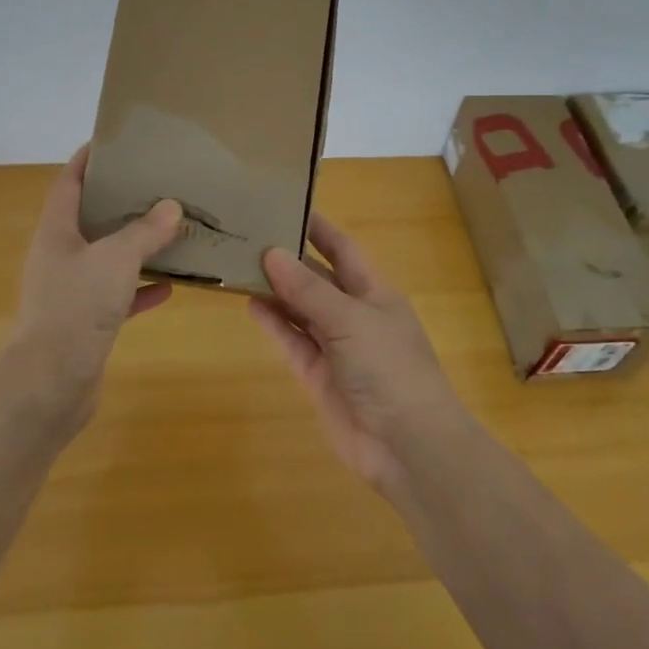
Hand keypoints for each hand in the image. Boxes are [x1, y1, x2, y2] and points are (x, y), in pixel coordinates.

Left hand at [6, 145, 182, 423]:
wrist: (51, 382)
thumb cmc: (77, 307)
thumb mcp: (116, 259)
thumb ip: (144, 232)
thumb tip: (170, 206)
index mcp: (56, 231)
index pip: (68, 183)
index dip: (86, 160)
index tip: (111, 142)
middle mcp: (59, 256)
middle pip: (88, 219)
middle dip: (117, 202)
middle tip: (152, 183)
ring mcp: (70, 291)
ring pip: (105, 257)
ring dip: (133, 246)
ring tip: (167, 228)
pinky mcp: (84, 322)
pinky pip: (116, 295)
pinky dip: (139, 288)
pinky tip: (169, 287)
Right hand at [249, 213, 465, 493]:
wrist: (407, 444)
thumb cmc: (389, 367)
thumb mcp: (350, 319)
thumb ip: (308, 289)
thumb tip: (272, 252)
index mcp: (375, 292)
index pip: (343, 250)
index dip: (319, 228)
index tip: (288, 204)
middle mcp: (355, 314)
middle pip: (318, 278)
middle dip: (289, 259)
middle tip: (250, 235)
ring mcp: (336, 347)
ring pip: (301, 310)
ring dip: (276, 290)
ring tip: (241, 265)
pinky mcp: (319, 376)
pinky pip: (293, 342)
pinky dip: (275, 324)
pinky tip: (251, 304)